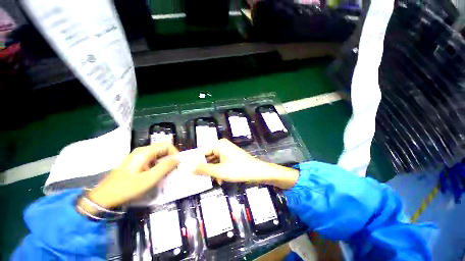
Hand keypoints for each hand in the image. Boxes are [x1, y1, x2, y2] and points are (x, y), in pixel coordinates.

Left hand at [78, 142, 178, 213]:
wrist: (104, 198)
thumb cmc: (127, 188)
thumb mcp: (149, 179)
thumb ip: (165, 167)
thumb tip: (178, 158)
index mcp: (145, 152)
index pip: (166, 145)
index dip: (175, 153)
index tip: (178, 164)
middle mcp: (142, 151)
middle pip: (162, 149)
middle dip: (171, 158)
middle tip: (174, 170)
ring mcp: (138, 157)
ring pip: (158, 156)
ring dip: (165, 163)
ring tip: (167, 174)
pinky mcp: (136, 163)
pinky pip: (152, 161)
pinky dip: (158, 166)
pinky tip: (157, 176)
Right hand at [195, 139, 298, 188]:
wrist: (258, 172)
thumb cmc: (239, 170)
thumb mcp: (219, 171)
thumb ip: (203, 169)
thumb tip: (187, 167)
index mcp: (218, 144)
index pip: (200, 151)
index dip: (193, 161)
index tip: (185, 170)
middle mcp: (221, 145)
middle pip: (207, 156)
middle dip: (202, 167)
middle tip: (193, 178)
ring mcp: (226, 151)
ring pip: (213, 160)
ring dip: (211, 171)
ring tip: (206, 181)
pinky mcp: (229, 156)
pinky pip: (219, 162)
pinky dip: (218, 170)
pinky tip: (219, 180)